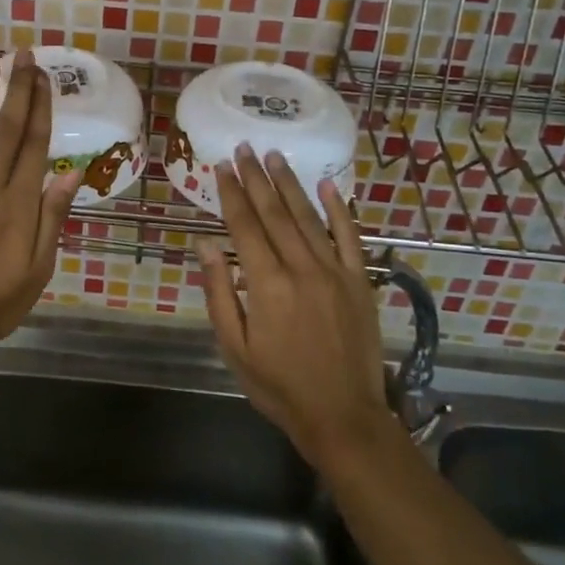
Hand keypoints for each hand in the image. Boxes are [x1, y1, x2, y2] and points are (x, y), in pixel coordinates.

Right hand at [197, 145, 391, 466]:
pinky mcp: (359, 281)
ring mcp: (334, 272)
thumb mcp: (234, 347)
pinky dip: (339, 209)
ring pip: (308, 217)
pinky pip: (349, 236)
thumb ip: (219, 293)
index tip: (220, 166)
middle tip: (245, 148)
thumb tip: (205, 245)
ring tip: (275, 156)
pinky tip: (328, 185)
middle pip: (274, 213)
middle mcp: (301, 268)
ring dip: (290, 184)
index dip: (231, 193)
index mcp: (266, 284)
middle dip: (256, 178)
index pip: (244, 226)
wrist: (343, 416)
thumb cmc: (279, 386)